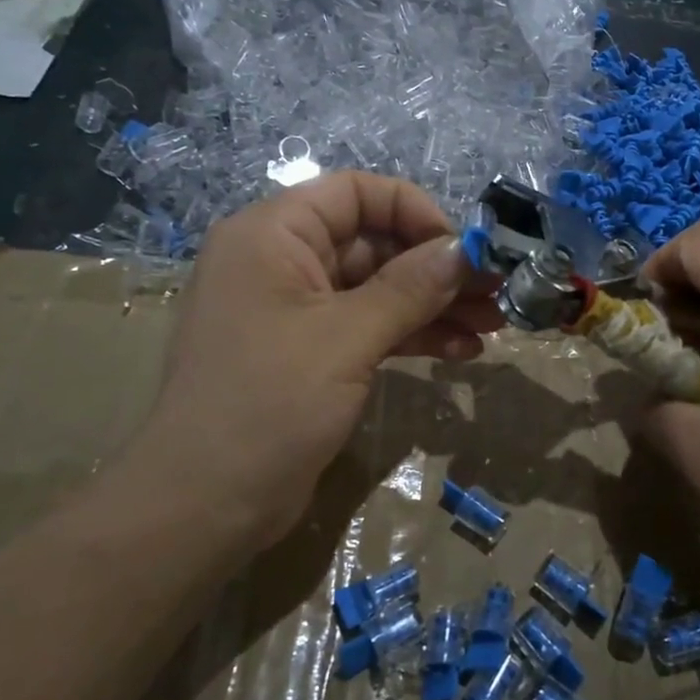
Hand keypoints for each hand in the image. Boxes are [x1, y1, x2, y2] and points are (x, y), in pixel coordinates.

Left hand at [126, 173, 499, 548]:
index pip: (355, 194)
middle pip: (374, 244)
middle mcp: (283, 263)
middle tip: (495, 291)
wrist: (204, 506)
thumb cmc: (268, 403)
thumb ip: (410, 288)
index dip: (413, 212)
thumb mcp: (346, 338)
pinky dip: (412, 336)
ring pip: (378, 290)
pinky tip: (461, 351)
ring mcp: (297, 311)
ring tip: (492, 325)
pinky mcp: (311, 354)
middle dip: (436, 269)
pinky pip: (369, 328)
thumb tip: (464, 250)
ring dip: (434, 305)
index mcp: (273, 235)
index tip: (461, 249)